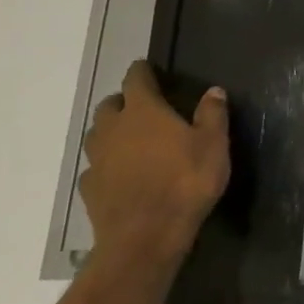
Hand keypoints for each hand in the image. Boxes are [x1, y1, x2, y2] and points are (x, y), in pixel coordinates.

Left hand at [79, 61, 229, 267]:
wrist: (145, 235)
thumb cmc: (186, 182)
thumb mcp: (214, 145)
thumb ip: (212, 115)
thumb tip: (214, 91)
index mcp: (144, 112)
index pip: (136, 80)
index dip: (142, 71)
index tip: (147, 67)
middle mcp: (113, 129)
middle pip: (110, 105)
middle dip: (123, 101)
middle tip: (142, 107)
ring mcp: (97, 159)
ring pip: (97, 135)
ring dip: (111, 131)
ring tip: (131, 139)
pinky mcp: (90, 188)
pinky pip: (96, 166)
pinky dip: (107, 163)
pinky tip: (121, 173)